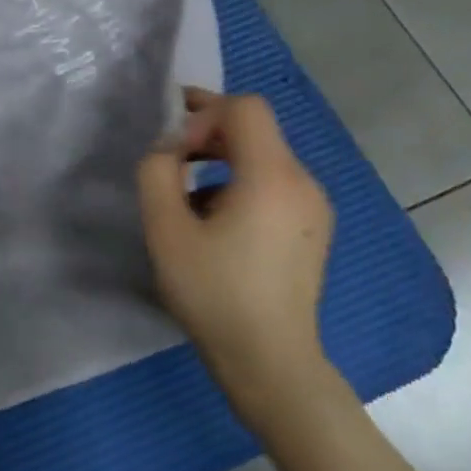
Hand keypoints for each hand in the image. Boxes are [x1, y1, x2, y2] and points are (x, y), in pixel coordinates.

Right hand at [136, 88, 335, 429]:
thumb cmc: (213, 293)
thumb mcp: (165, 228)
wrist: (270, 362)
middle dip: (208, 133)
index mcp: (272, 176)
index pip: (244, 108)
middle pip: (256, 129)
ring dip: (220, 160)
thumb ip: (157, 171)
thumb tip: (169, 148)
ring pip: (264, 157)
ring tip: (185, 197)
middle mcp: (303, 182)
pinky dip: (240, 184)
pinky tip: (214, 224)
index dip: (202, 112)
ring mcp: (314, 207)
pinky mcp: (312, 229)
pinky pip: (274, 184)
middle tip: (167, 159)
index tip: (172, 146)